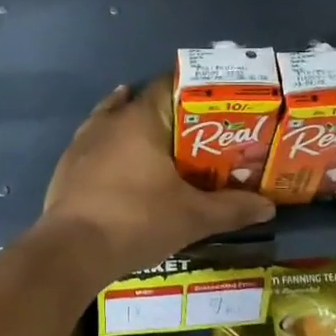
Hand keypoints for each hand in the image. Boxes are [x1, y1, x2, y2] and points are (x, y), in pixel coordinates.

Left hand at [41, 79, 273, 277]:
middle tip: (193, 130)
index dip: (192, 90)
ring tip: (158, 141)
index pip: (168, 85)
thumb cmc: (137, 220)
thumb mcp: (192, 217)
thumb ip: (231, 208)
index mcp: (140, 119)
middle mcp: (109, 121)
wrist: (73, 250)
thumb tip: (268, 206)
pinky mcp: (66, 166)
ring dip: (133, 126)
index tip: (213, 104)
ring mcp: (82, 142)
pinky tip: (121, 165)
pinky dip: (111, 149)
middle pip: (140, 102)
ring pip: (112, 120)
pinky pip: (94, 145)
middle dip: (165, 112)